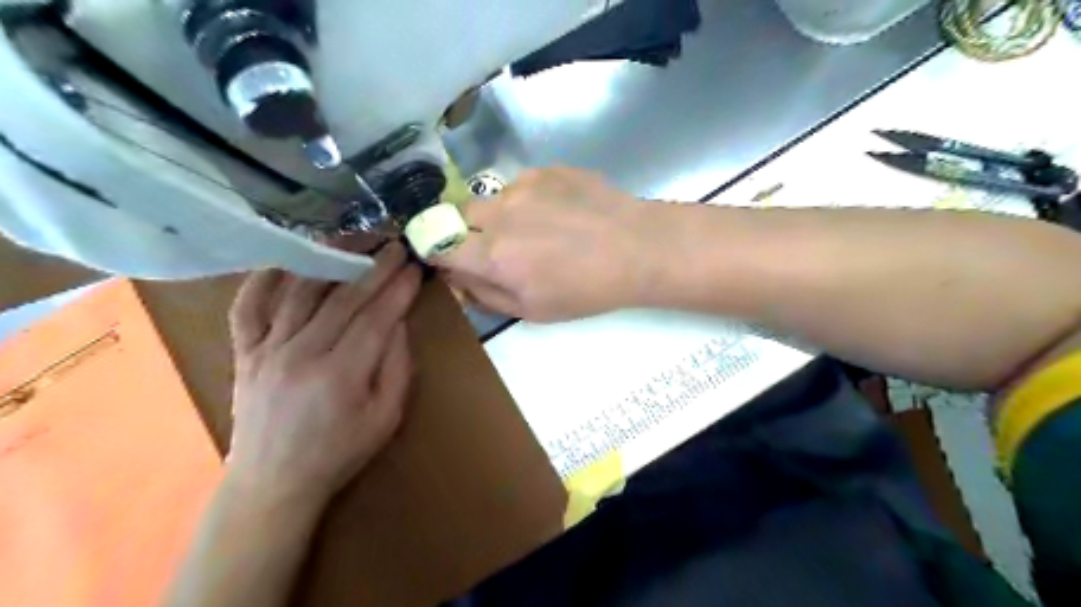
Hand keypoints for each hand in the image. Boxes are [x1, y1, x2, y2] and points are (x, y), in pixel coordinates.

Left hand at [224, 241, 419, 506]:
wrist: (273, 482)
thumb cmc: (339, 452)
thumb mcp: (386, 418)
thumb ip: (397, 368)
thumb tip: (398, 323)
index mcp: (340, 375)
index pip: (376, 317)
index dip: (399, 289)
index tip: (415, 267)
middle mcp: (300, 354)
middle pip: (343, 298)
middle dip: (374, 267)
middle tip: (395, 244)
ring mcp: (266, 350)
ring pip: (300, 292)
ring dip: (330, 259)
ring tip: (353, 239)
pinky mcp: (244, 353)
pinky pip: (248, 307)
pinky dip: (264, 278)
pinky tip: (287, 258)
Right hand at [435, 164, 654, 319]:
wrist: (637, 249)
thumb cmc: (586, 290)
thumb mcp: (532, 311)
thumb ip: (485, 296)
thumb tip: (458, 279)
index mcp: (493, 256)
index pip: (438, 246)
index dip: (438, 252)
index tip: (450, 258)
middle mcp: (499, 214)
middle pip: (458, 214)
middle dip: (467, 231)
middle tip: (498, 246)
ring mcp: (523, 186)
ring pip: (491, 199)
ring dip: (500, 215)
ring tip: (537, 229)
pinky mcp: (546, 169)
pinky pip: (520, 185)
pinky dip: (527, 200)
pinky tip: (558, 213)